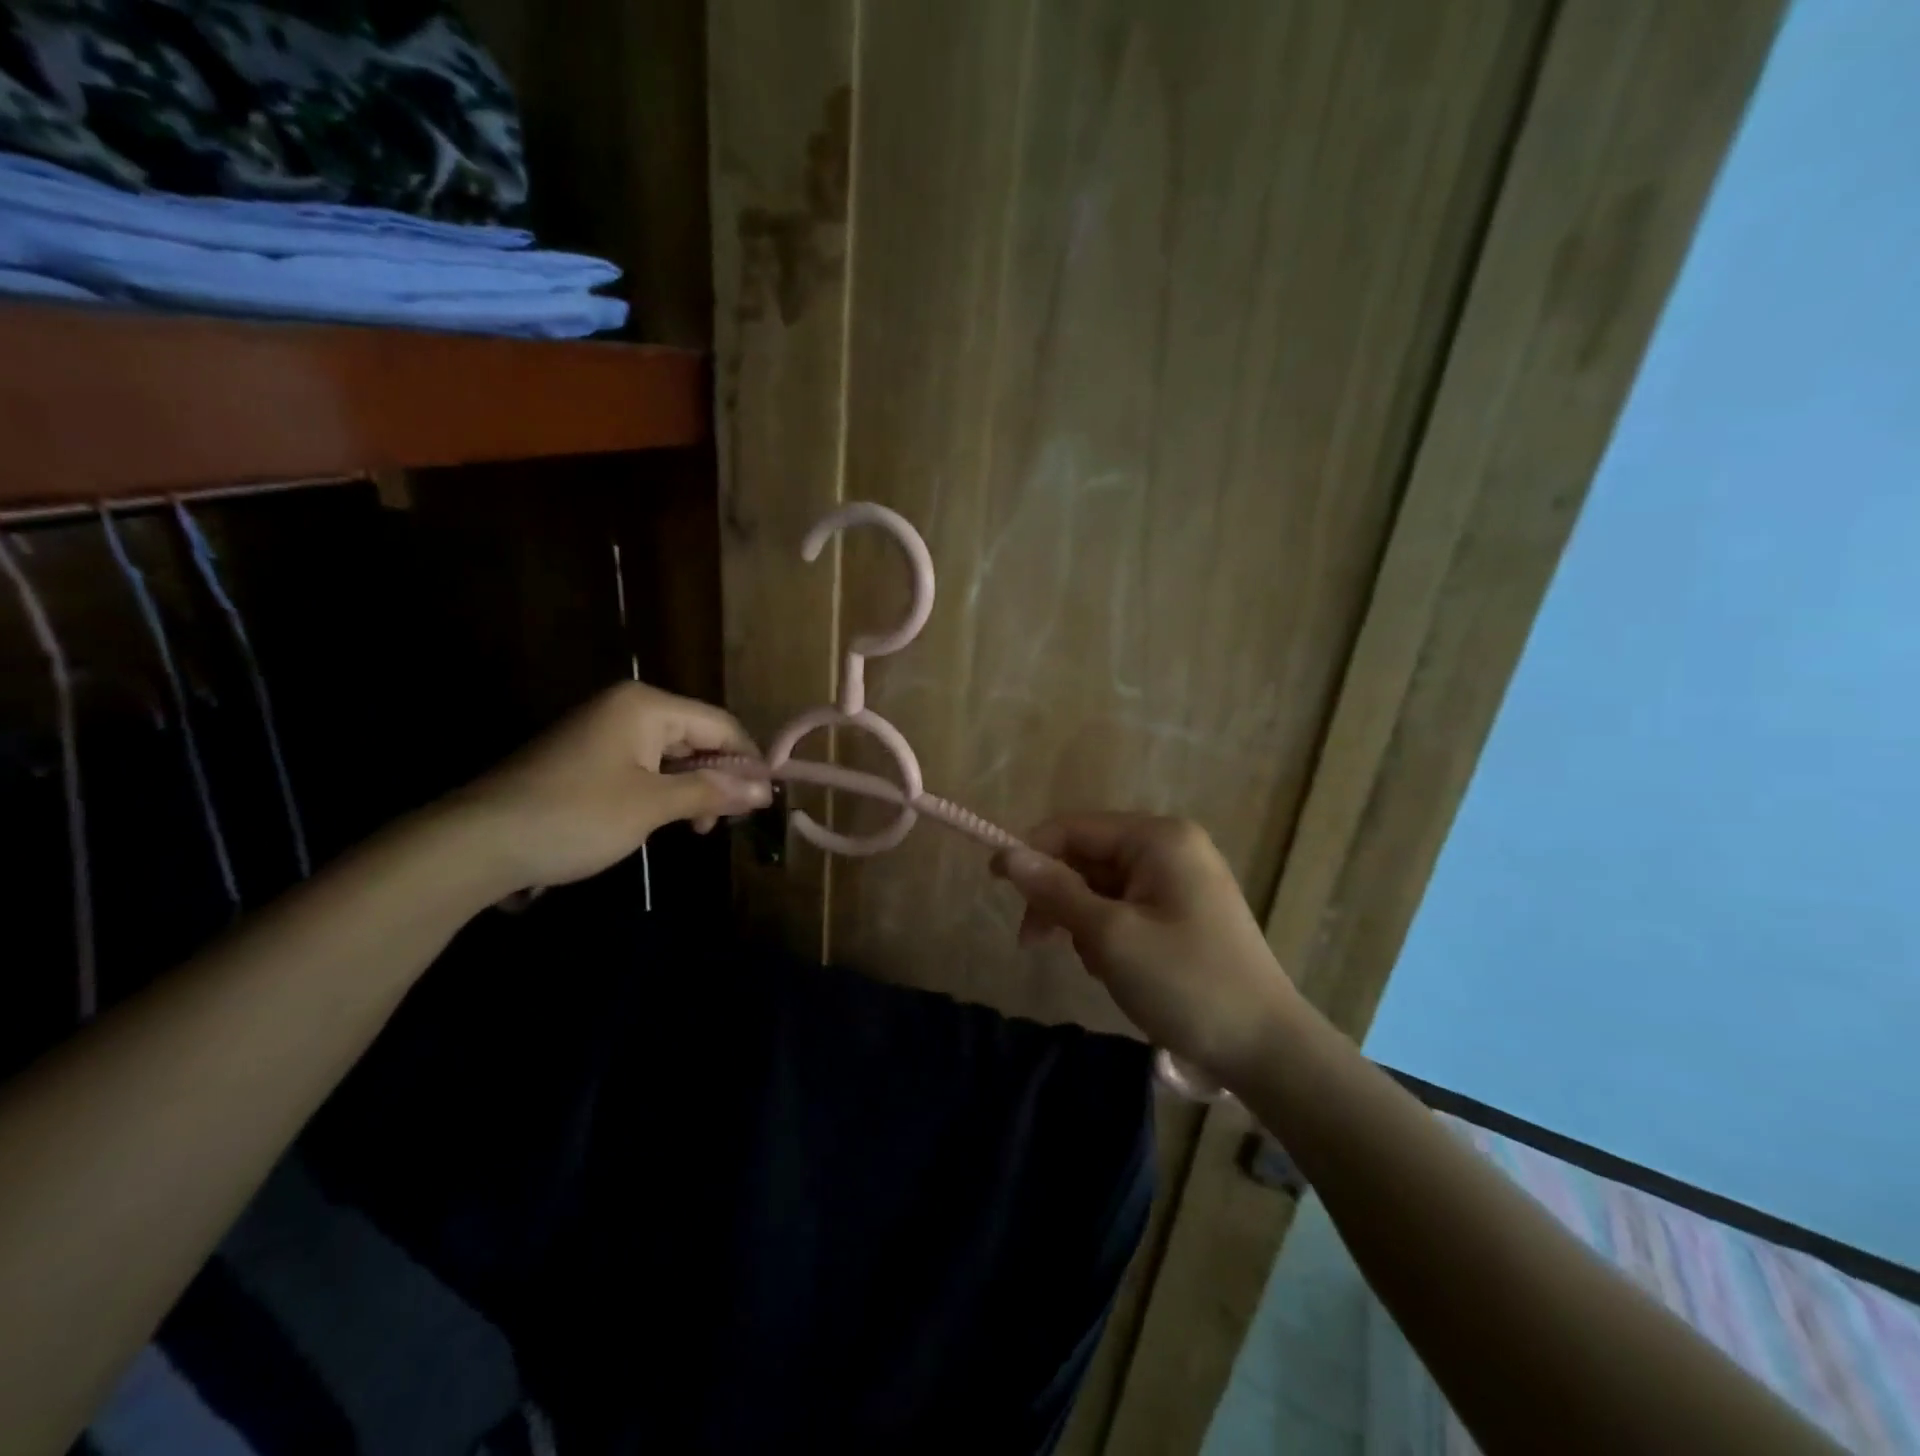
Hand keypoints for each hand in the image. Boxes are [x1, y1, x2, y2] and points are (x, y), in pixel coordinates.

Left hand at [455, 681, 770, 893]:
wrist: (478, 842)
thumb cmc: (576, 816)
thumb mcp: (652, 805)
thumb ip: (712, 791)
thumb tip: (764, 791)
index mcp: (645, 706)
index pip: (719, 725)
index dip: (748, 760)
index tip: (766, 800)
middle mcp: (627, 708)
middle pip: (696, 736)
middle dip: (719, 777)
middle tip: (730, 820)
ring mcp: (604, 732)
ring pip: (671, 754)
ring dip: (693, 788)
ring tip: (699, 827)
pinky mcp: (588, 758)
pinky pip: (644, 766)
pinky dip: (664, 791)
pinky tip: (669, 820)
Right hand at [991, 814, 1303, 1086]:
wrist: (1266, 1050)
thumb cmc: (1186, 983)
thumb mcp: (1111, 936)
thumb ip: (1056, 891)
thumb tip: (1008, 854)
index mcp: (1158, 838)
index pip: (1074, 828)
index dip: (1031, 852)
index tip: (996, 886)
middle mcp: (1170, 847)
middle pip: (1088, 857)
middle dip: (1060, 898)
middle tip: (1033, 943)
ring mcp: (1181, 880)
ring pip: (1102, 886)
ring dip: (1084, 922)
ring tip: (1095, 966)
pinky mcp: (1184, 911)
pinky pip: (1126, 907)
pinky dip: (1108, 934)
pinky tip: (1116, 970)